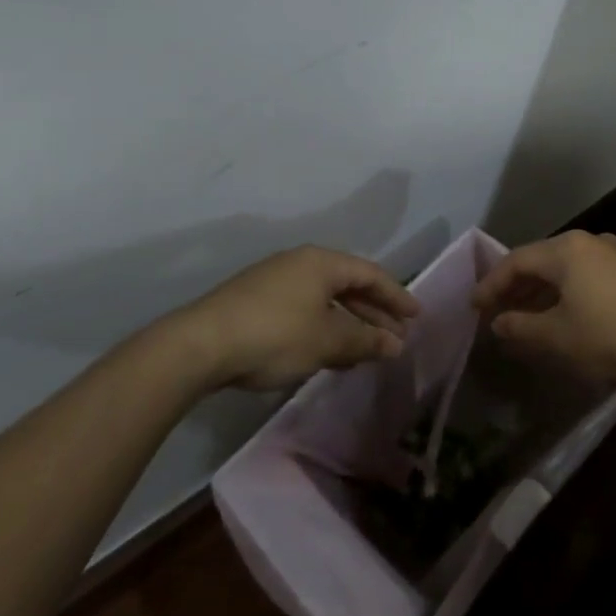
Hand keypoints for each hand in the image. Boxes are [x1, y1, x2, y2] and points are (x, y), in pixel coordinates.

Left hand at [173, 246, 419, 391]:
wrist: (199, 345)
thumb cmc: (274, 335)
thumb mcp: (325, 340)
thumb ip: (364, 340)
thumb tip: (395, 344)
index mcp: (321, 262)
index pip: (370, 275)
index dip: (396, 296)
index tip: (416, 317)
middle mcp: (300, 263)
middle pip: (348, 285)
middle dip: (374, 313)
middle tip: (396, 337)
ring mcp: (274, 281)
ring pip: (324, 300)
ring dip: (349, 324)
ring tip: (366, 350)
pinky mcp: (255, 303)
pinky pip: (304, 310)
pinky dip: (324, 328)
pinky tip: (327, 352)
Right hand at [469, 230, 615, 385]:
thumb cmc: (613, 335)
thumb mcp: (559, 337)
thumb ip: (522, 327)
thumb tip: (498, 322)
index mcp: (566, 249)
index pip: (516, 261)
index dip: (491, 284)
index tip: (474, 306)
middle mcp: (589, 241)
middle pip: (541, 261)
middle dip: (516, 287)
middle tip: (496, 311)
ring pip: (566, 269)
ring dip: (542, 292)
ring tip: (526, 317)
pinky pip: (588, 276)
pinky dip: (568, 292)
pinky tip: (566, 315)